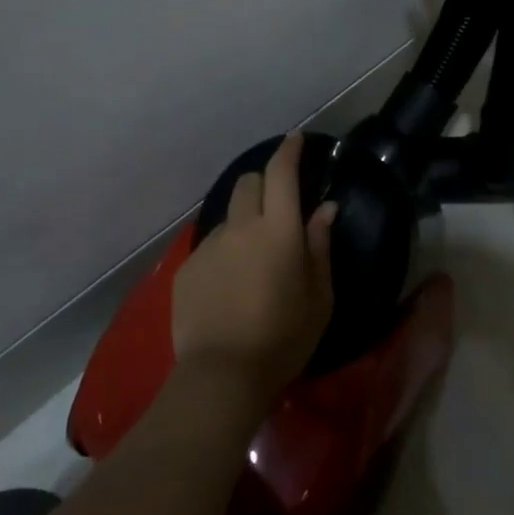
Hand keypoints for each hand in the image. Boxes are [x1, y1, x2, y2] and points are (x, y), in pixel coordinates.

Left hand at [171, 131, 335, 398]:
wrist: (222, 376)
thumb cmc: (283, 338)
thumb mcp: (319, 297)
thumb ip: (320, 245)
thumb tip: (325, 208)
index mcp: (278, 229)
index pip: (282, 173)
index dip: (289, 151)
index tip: (295, 138)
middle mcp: (241, 226)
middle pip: (249, 183)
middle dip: (264, 184)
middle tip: (276, 210)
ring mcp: (210, 245)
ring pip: (229, 217)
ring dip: (243, 225)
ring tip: (251, 264)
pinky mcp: (188, 266)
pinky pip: (211, 247)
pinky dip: (224, 255)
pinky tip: (228, 289)